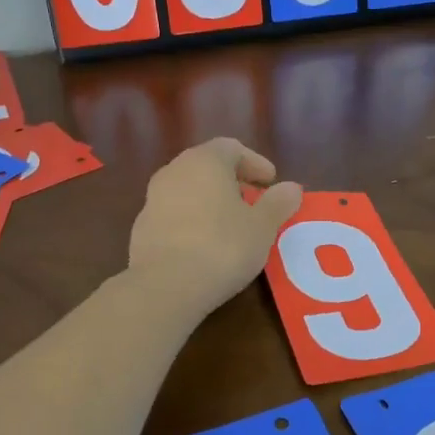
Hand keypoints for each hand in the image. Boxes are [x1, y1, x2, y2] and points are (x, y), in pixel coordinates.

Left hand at [127, 138, 301, 317]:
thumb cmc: (222, 246)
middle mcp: (174, 171)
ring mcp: (153, 199)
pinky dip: (193, 220)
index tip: (271, 182)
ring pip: (188, 190)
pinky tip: (206, 245)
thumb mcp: (262, 226)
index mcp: (205, 161)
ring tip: (232, 225)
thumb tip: (292, 188)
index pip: (232, 148)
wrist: (165, 286)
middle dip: (233, 181)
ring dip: (211, 201)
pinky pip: (174, 214)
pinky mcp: (141, 228)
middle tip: (254, 201)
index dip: (255, 163)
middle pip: (207, 166)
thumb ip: (278, 203)